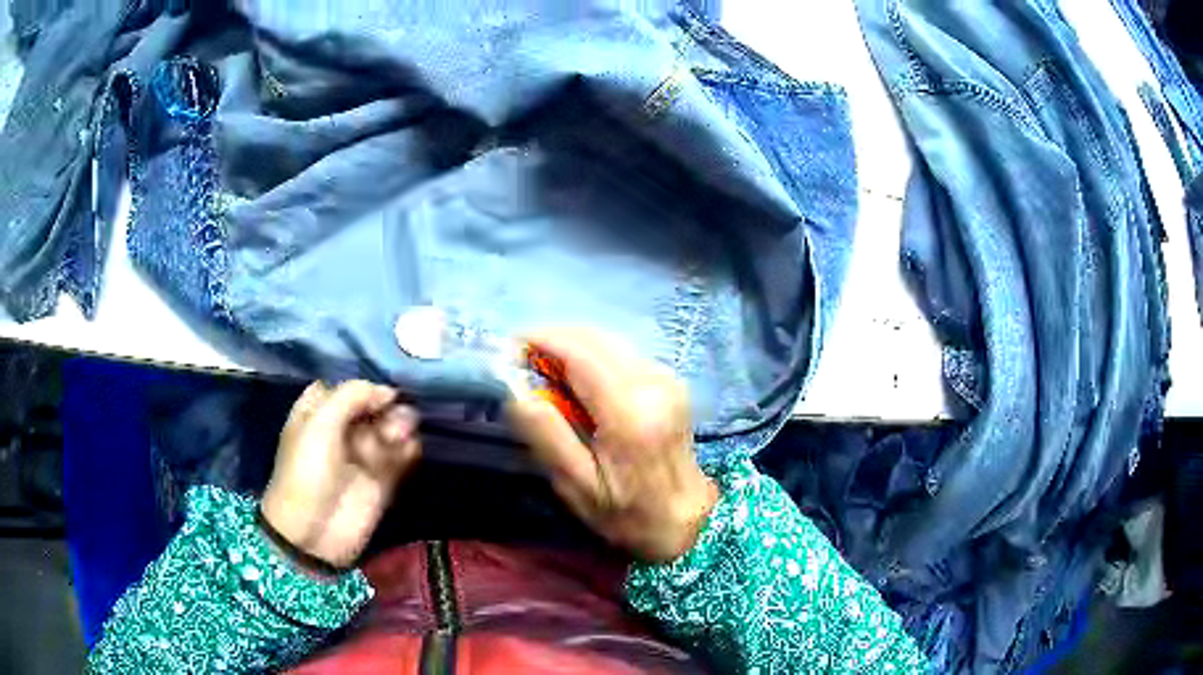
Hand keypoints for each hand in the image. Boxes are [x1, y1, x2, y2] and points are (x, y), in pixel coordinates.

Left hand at [261, 381, 420, 569]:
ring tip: (399, 437)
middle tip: (393, 420)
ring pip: (391, 428)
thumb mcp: (319, 422)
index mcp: (318, 412)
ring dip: (400, 427)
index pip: (348, 388)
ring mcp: (364, 455)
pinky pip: (403, 456)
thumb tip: (388, 391)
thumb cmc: (307, 471)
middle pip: (374, 406)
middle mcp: (342, 430)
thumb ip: (353, 395)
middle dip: (388, 408)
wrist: (312, 532)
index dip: (365, 387)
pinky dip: (409, 450)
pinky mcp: (383, 480)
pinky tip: (409, 450)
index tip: (380, 392)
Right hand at [507, 329, 718, 562]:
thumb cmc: (626, 512)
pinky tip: (576, 379)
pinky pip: (622, 352)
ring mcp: (666, 378)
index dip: (540, 340)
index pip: (578, 352)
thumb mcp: (577, 486)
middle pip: (593, 336)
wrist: (684, 519)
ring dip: (572, 344)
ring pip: (609, 340)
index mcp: (628, 413)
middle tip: (521, 359)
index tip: (508, 349)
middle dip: (552, 337)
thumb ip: (546, 435)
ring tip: (543, 368)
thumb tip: (516, 389)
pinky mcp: (669, 380)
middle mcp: (652, 383)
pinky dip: (593, 354)